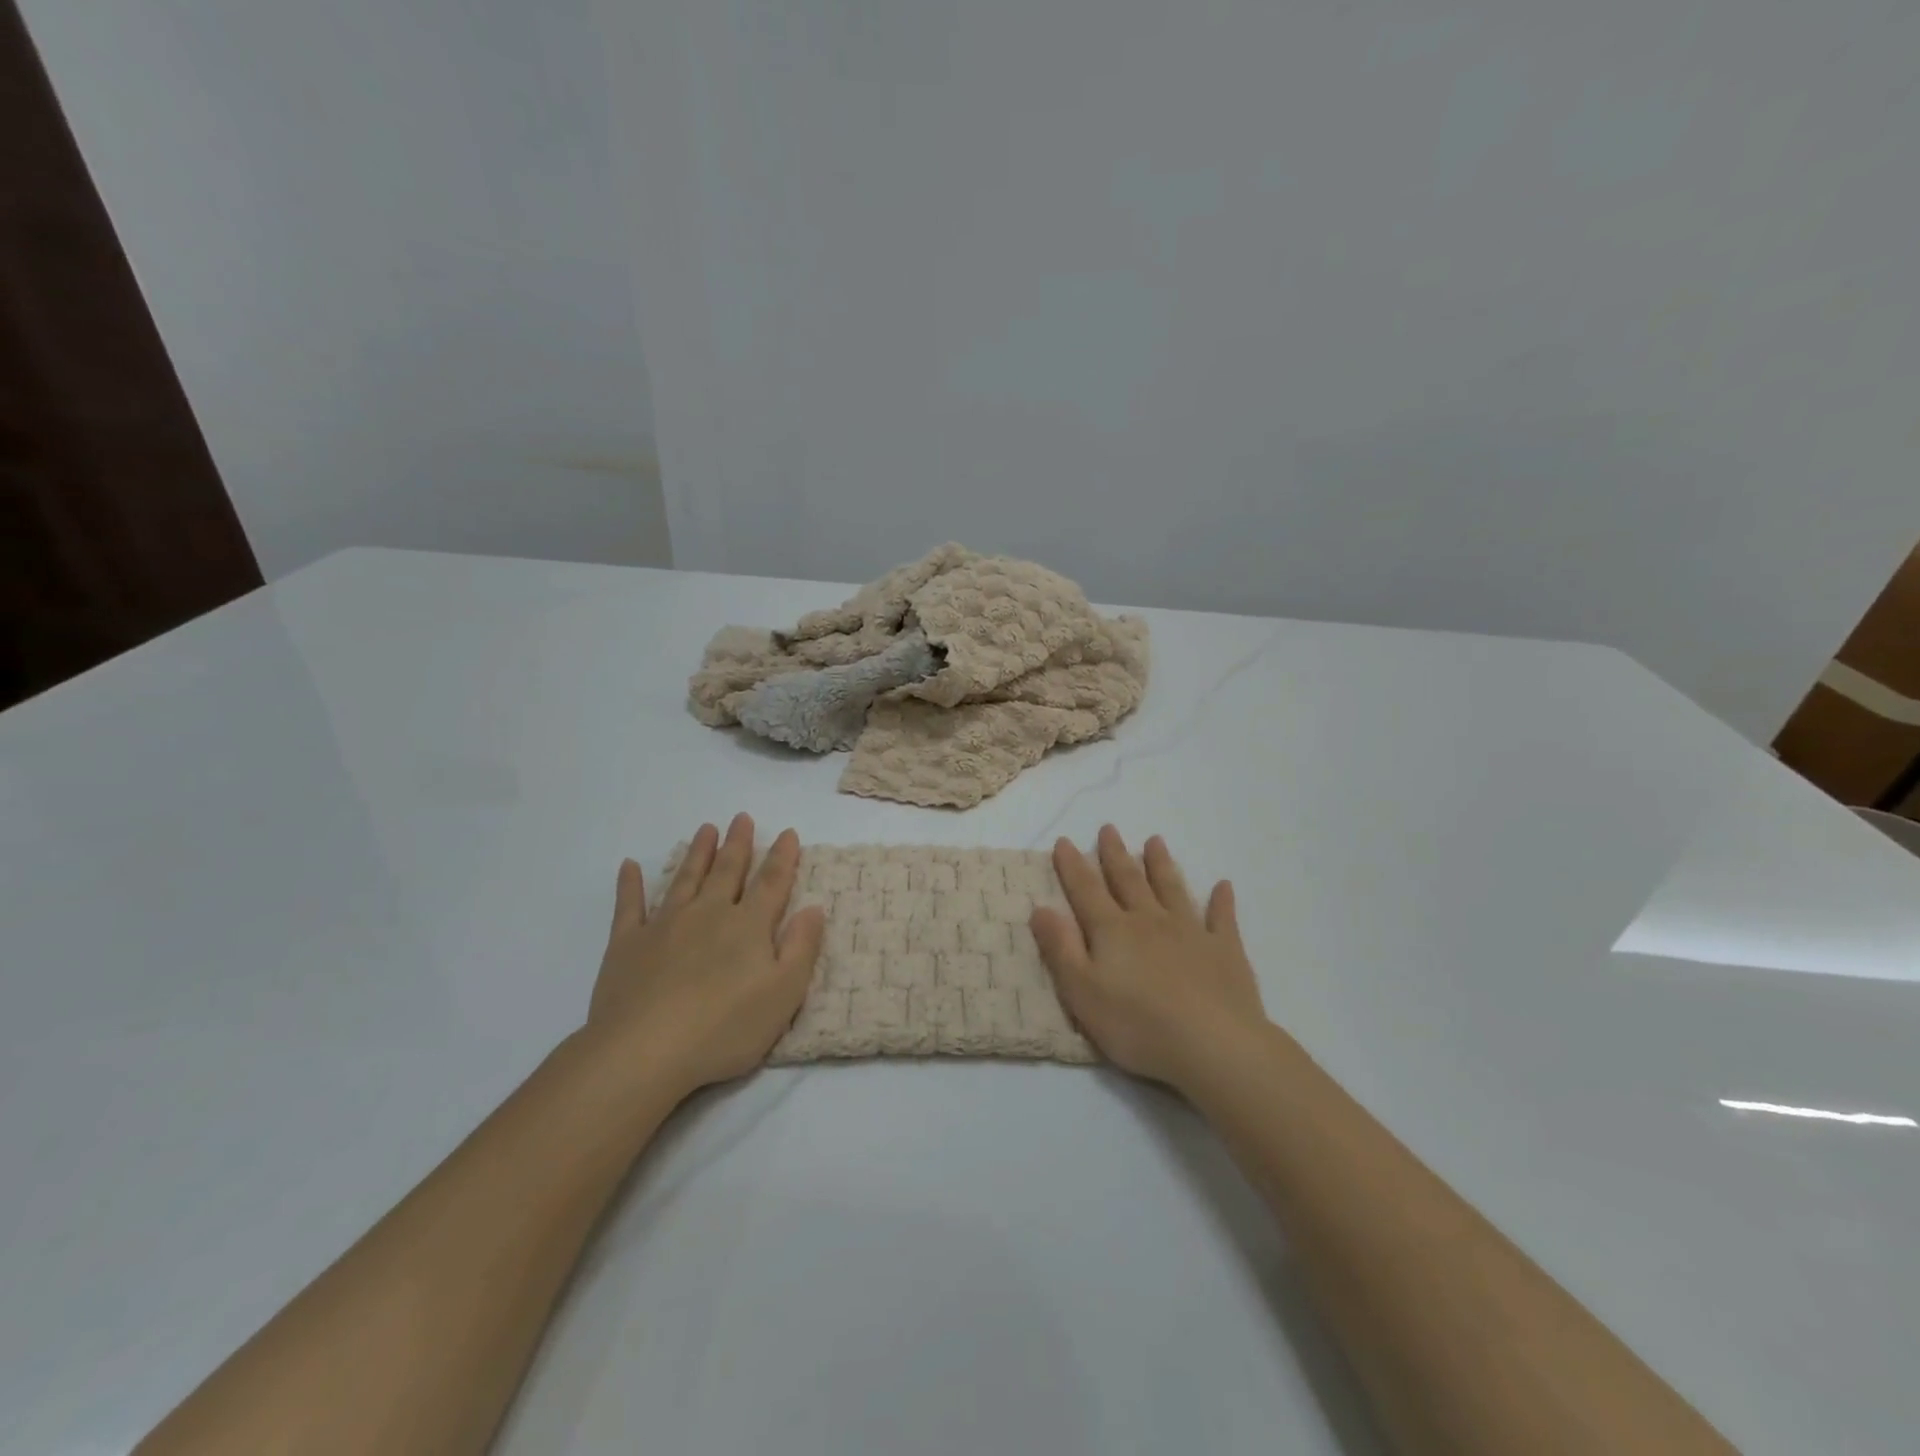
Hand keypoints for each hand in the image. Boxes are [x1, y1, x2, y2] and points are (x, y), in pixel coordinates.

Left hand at [586, 813, 825, 1095]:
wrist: (644, 1051)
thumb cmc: (724, 1028)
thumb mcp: (783, 994)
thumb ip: (801, 948)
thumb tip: (814, 907)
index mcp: (748, 926)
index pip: (771, 883)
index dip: (783, 857)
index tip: (788, 833)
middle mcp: (708, 914)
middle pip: (727, 871)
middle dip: (738, 844)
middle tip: (742, 818)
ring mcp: (665, 925)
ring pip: (685, 879)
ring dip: (698, 853)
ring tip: (706, 829)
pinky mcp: (627, 945)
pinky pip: (629, 906)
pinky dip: (629, 885)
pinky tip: (629, 866)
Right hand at [1030, 826, 1265, 1090]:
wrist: (1214, 1045)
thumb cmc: (1138, 1025)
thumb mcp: (1083, 992)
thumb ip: (1060, 949)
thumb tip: (1040, 908)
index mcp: (1112, 931)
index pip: (1086, 890)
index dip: (1072, 866)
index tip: (1065, 841)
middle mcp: (1149, 921)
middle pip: (1129, 880)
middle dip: (1115, 854)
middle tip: (1109, 828)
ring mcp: (1191, 932)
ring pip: (1172, 889)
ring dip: (1161, 865)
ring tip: (1155, 841)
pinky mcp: (1225, 951)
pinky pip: (1222, 918)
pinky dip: (1221, 901)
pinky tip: (1223, 886)